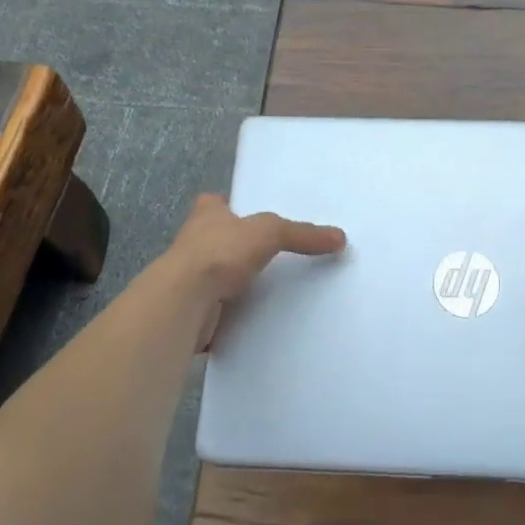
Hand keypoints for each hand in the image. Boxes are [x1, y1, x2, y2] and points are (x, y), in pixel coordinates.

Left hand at [158, 194, 346, 349]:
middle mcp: (194, 243)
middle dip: (237, 247)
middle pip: (218, 240)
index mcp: (206, 215)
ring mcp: (190, 279)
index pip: (214, 203)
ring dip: (236, 283)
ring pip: (218, 276)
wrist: (184, 302)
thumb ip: (302, 234)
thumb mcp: (270, 232)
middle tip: (270, 254)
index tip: (246, 214)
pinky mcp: (193, 310)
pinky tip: (257, 320)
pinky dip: (234, 315)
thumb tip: (340, 237)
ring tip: (271, 289)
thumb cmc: (220, 252)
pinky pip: (219, 310)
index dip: (228, 205)